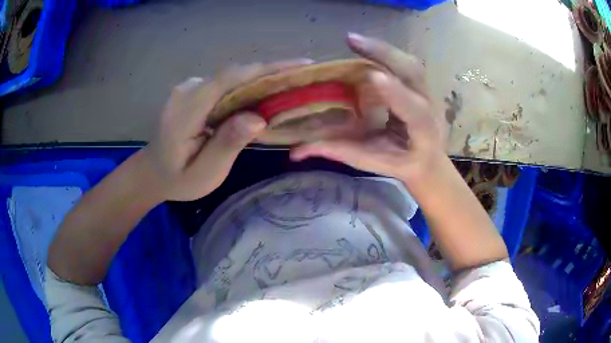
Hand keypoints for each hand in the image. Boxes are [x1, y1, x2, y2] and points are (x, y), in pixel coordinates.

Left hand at [144, 60, 311, 200]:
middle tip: (302, 81)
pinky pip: (225, 84)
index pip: (230, 79)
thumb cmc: (178, 179)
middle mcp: (187, 89)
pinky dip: (246, 88)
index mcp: (186, 109)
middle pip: (234, 75)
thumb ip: (227, 144)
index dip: (266, 70)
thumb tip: (258, 118)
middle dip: (270, 74)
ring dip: (260, 81)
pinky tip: (261, 97)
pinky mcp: (193, 90)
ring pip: (232, 78)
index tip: (300, 66)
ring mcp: (189, 87)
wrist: (152, 172)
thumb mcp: (205, 173)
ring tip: (289, 88)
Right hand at [291, 34, 446, 185]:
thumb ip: (337, 151)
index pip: (413, 110)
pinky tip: (365, 47)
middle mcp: (430, 107)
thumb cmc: (399, 163)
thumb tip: (296, 152)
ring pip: (410, 63)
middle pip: (414, 74)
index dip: (395, 92)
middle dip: (385, 54)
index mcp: (422, 131)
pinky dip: (384, 52)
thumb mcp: (369, 162)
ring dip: (382, 49)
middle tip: (352, 41)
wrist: (427, 160)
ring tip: (353, 40)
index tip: (372, 74)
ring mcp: (428, 92)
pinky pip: (404, 62)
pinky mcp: (420, 84)